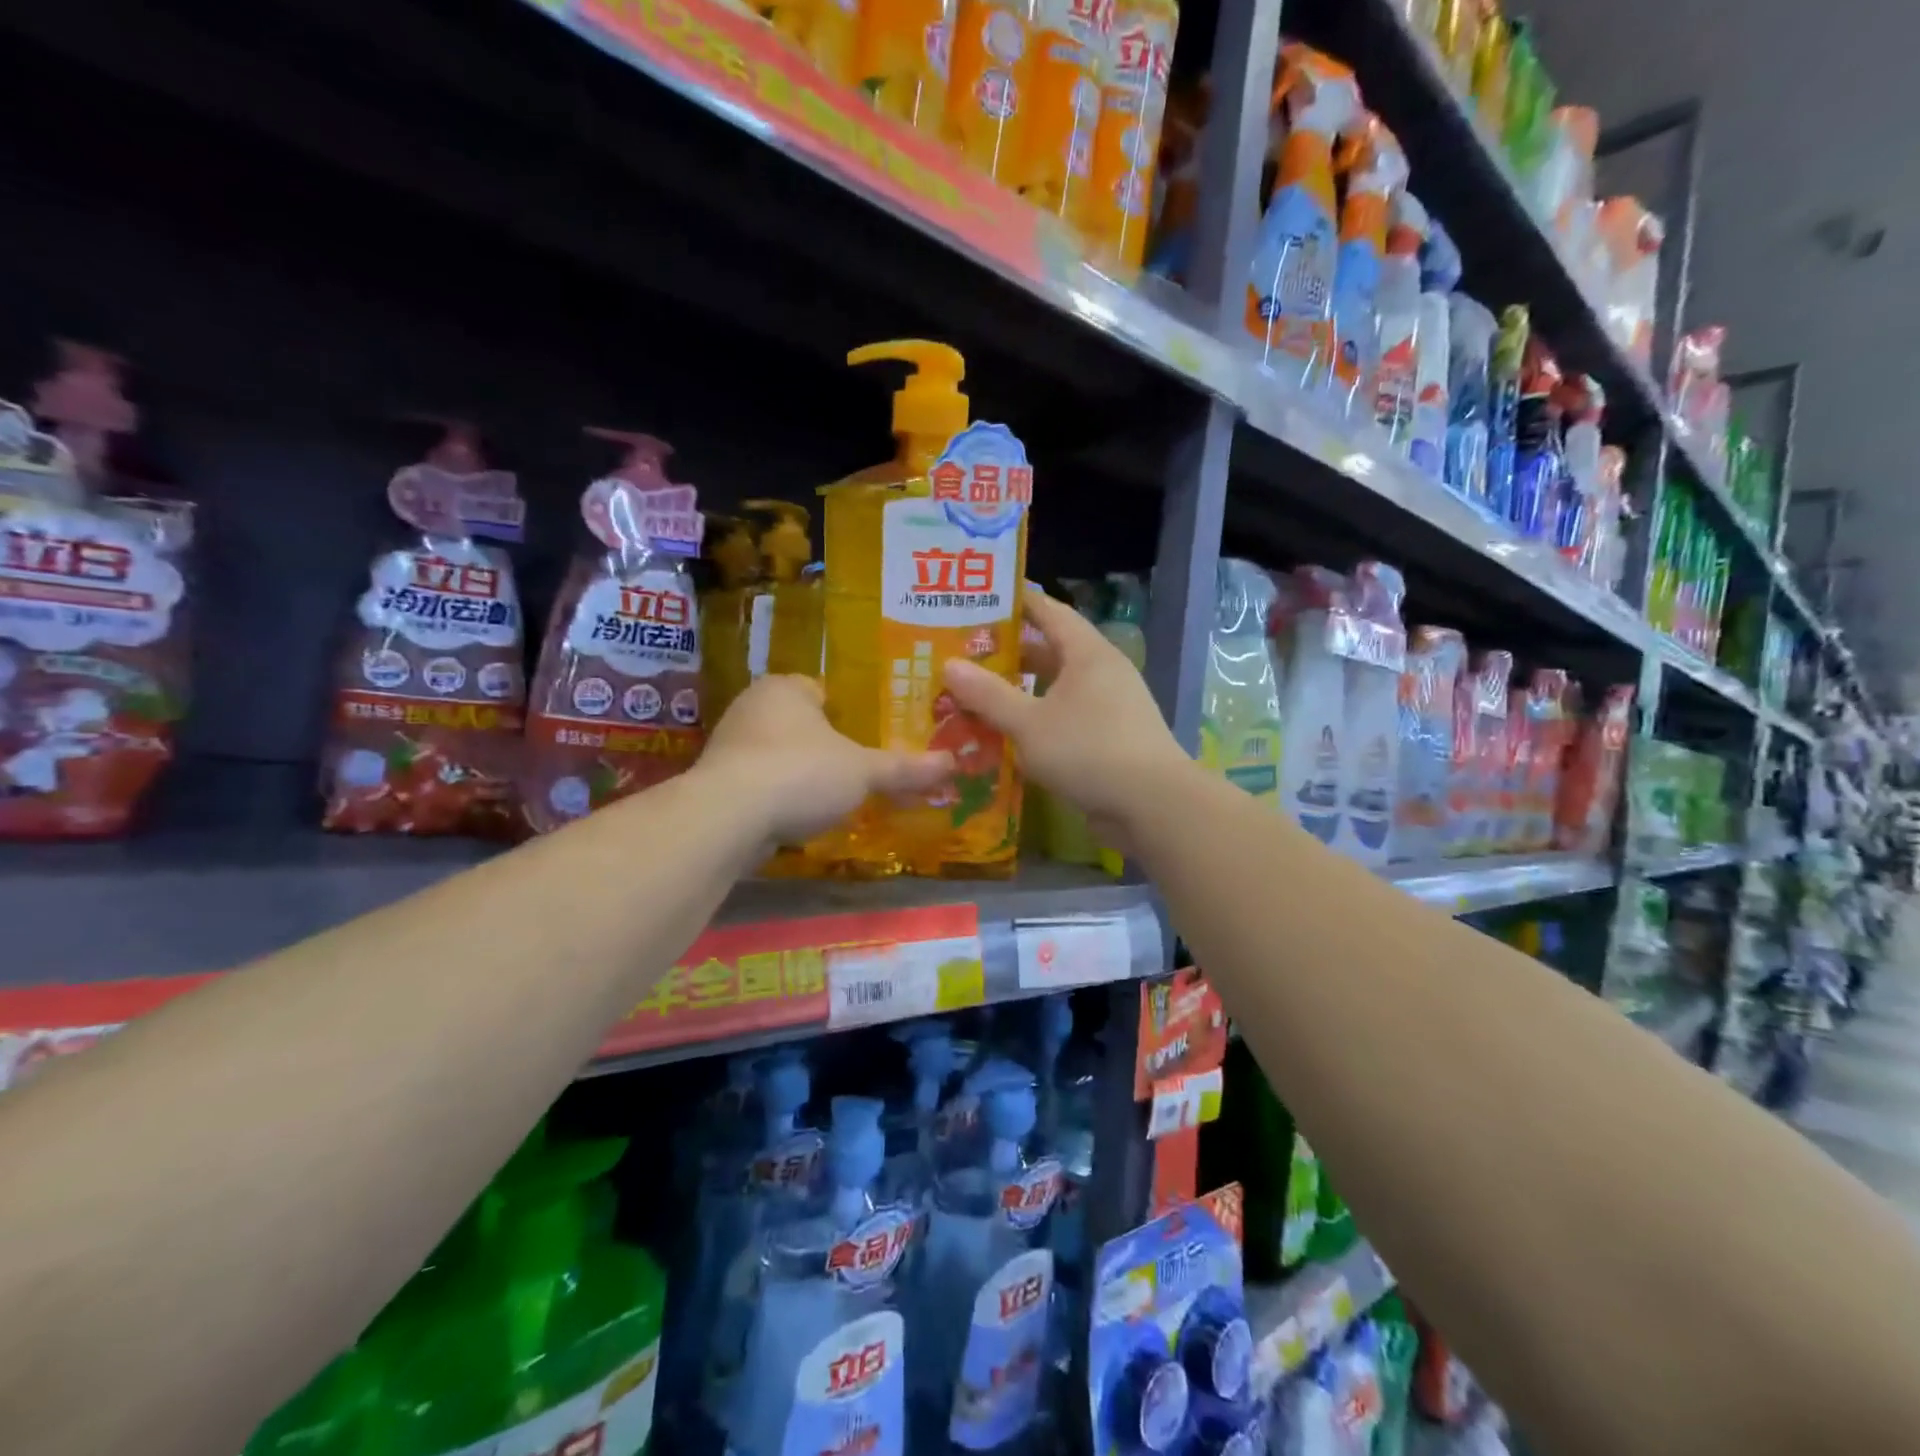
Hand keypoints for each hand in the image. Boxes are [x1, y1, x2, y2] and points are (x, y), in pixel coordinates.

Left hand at [696, 675, 953, 845]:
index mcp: (785, 688)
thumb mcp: (863, 771)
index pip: (821, 690)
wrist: (728, 818)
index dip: (848, 712)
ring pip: (778, 754)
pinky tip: (799, 817)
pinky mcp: (717, 783)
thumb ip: (905, 768)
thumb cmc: (801, 773)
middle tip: (859, 768)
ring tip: (833, 796)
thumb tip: (952, 763)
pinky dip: (780, 797)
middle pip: (800, 724)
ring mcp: (729, 745)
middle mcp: (752, 707)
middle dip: (825, 745)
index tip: (868, 736)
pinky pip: (760, 783)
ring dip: (801, 772)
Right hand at [943, 587, 1189, 848]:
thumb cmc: (1088, 750)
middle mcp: (1102, 671)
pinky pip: (1067, 716)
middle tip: (966, 654)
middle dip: (1010, 652)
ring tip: (979, 693)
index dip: (1016, 602)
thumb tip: (949, 665)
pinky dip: (1039, 718)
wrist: (1152, 804)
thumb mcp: (1029, 723)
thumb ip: (989, 695)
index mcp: (1087, 653)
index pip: (1048, 611)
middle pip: (1051, 650)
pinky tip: (1010, 733)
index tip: (980, 599)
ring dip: (1022, 689)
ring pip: (1057, 687)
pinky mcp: (1111, 737)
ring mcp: (1111, 705)